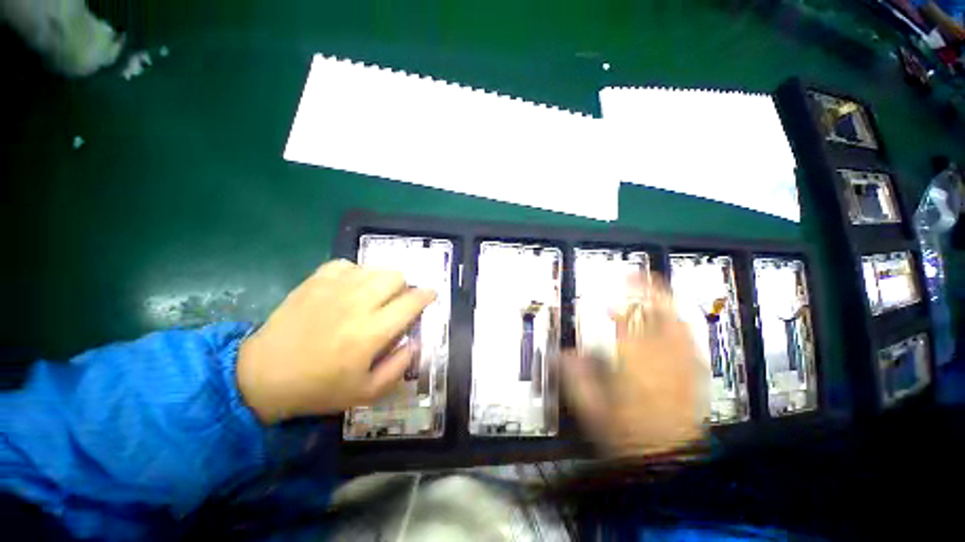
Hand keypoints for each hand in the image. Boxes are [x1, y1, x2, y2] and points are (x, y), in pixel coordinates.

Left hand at [237, 260, 435, 423]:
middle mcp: (357, 303)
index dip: (427, 295)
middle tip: (398, 301)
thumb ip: (399, 367)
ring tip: (375, 295)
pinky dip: (355, 274)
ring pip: (375, 268)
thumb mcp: (366, 392)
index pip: (411, 301)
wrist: (263, 376)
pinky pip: (347, 265)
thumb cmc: (319, 388)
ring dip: (382, 280)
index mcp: (372, 331)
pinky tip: (349, 289)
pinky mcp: (314, 281)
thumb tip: (416, 342)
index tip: (431, 295)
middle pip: (396, 276)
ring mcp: (334, 288)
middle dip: (404, 286)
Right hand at [562, 273, 707, 457]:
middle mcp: (662, 359)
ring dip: (662, 300)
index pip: (628, 322)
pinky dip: (678, 320)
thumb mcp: (591, 409)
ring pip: (677, 321)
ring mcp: (682, 364)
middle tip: (632, 276)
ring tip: (651, 289)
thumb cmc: (627, 436)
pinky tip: (669, 317)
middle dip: (646, 290)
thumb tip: (560, 354)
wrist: (668, 462)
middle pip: (659, 314)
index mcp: (634, 364)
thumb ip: (574, 377)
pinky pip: (688, 337)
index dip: (617, 302)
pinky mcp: (693, 372)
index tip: (606, 294)